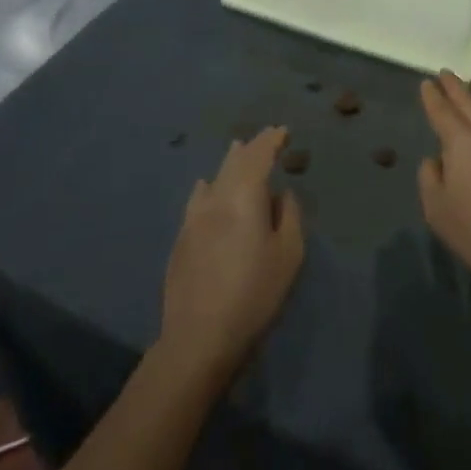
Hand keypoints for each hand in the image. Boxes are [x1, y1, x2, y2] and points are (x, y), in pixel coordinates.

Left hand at [160, 128, 304, 381]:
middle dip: (250, 148)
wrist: (200, 337)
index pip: (258, 157)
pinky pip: (197, 200)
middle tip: (264, 137)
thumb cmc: (255, 294)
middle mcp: (215, 200)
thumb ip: (289, 216)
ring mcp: (193, 220)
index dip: (271, 141)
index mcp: (243, 198)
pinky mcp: (181, 240)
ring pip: (213, 179)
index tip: (283, 132)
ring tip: (236, 150)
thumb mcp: (289, 255)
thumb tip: (280, 194)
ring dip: (228, 163)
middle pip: (233, 164)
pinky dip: (208, 186)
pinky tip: (205, 187)